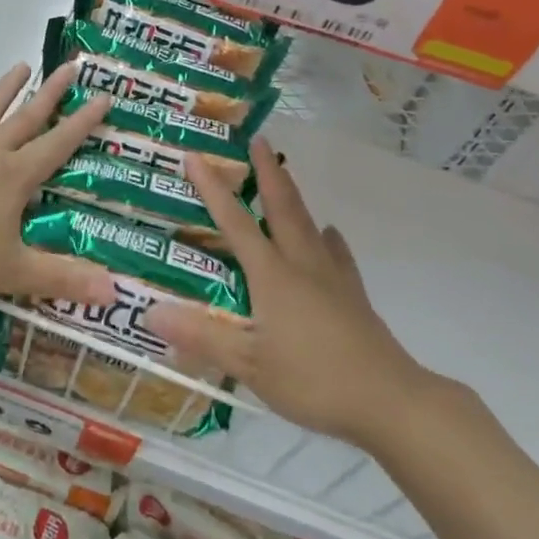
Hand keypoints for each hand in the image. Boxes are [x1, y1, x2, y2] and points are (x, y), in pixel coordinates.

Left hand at [0, 61, 115, 304]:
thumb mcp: (13, 272)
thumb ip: (64, 279)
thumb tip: (115, 294)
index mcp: (14, 177)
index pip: (58, 144)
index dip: (83, 122)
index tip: (103, 96)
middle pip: (25, 118)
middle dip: (51, 93)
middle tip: (70, 66)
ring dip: (4, 90)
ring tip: (21, 66)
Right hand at [153, 139, 446, 449]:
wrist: (388, 398)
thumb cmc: (313, 380)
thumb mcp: (249, 365)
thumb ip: (201, 336)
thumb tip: (150, 311)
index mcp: (273, 275)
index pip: (235, 223)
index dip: (213, 190)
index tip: (196, 156)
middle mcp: (302, 264)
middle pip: (282, 206)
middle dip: (266, 171)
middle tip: (257, 139)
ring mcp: (332, 276)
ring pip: (309, 222)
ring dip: (292, 194)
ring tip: (283, 176)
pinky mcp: (352, 294)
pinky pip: (336, 252)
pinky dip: (326, 237)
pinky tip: (328, 236)